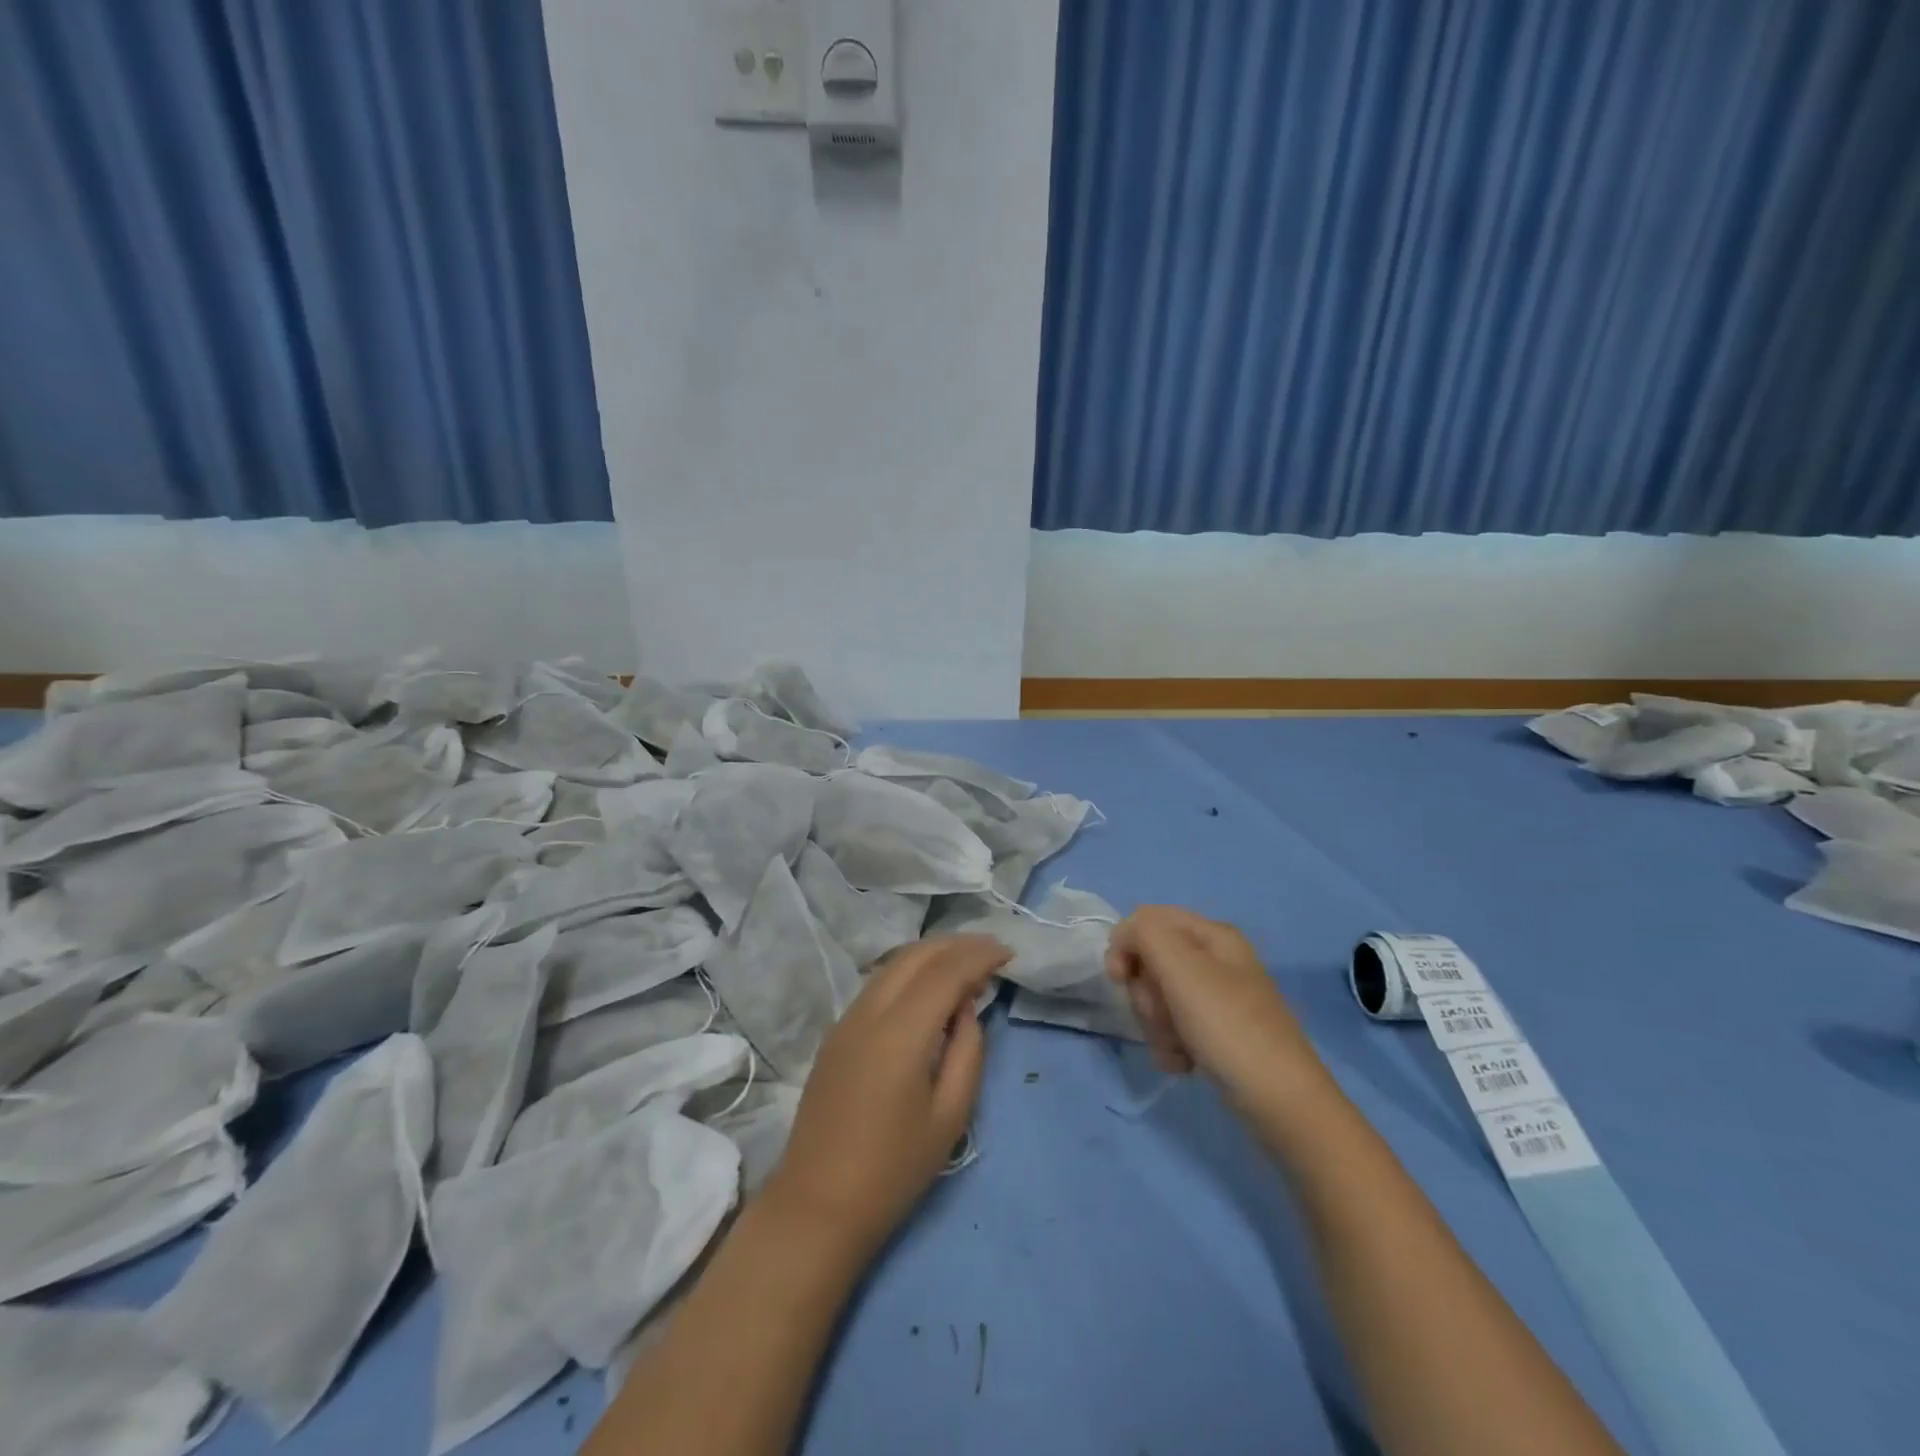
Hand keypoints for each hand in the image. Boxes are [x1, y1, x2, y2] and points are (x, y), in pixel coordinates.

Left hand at [765, 934, 1009, 1256]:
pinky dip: (910, 974)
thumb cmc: (894, 1169)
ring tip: (966, 970)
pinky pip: (879, 983)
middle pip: (916, 955)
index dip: (979, 955)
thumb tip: (965, 1009)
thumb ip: (968, 1051)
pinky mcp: (837, 1032)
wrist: (818, 1203)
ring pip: (894, 964)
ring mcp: (847, 1019)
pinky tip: (929, 993)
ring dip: (933, 956)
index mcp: (900, 1032)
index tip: (1009, 954)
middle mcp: (869, 1012)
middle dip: (957, 945)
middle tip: (992, 955)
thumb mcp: (950, 1115)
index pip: (946, 971)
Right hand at [1106, 906, 1326, 1103]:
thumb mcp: (1182, 967)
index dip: (1126, 945)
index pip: (1147, 920)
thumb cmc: (1228, 1026)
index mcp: (1212, 934)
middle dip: (1146, 993)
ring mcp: (1217, 998)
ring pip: (1159, 997)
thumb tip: (1125, 938)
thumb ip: (1145, 934)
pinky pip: (1174, 1027)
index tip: (1121, 979)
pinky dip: (1171, 1045)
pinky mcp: (1217, 1032)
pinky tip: (1184, 1063)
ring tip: (1177, 1047)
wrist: (1281, 1101)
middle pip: (1151, 961)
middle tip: (1163, 1016)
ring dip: (1156, 1025)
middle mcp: (1215, 960)